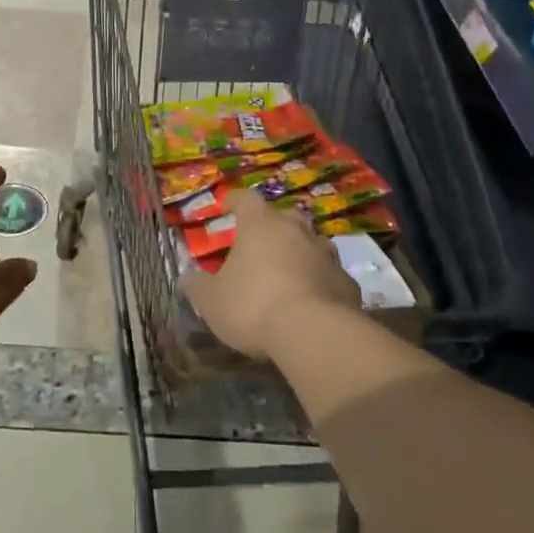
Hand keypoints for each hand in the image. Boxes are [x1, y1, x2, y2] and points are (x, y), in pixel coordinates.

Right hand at [182, 187, 360, 360]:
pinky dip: (322, 281)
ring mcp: (326, 255)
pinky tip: (315, 298)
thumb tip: (186, 276)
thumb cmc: (253, 306)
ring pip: (313, 242)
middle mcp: (296, 231)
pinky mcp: (346, 283)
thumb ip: (197, 285)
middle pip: (285, 216)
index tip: (226, 205)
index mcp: (260, 225)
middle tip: (262, 240)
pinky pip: (331, 275)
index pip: (246, 199)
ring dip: (301, 250)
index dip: (235, 200)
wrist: (313, 333)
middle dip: (273, 225)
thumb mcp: (211, 301)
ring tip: (290, 268)